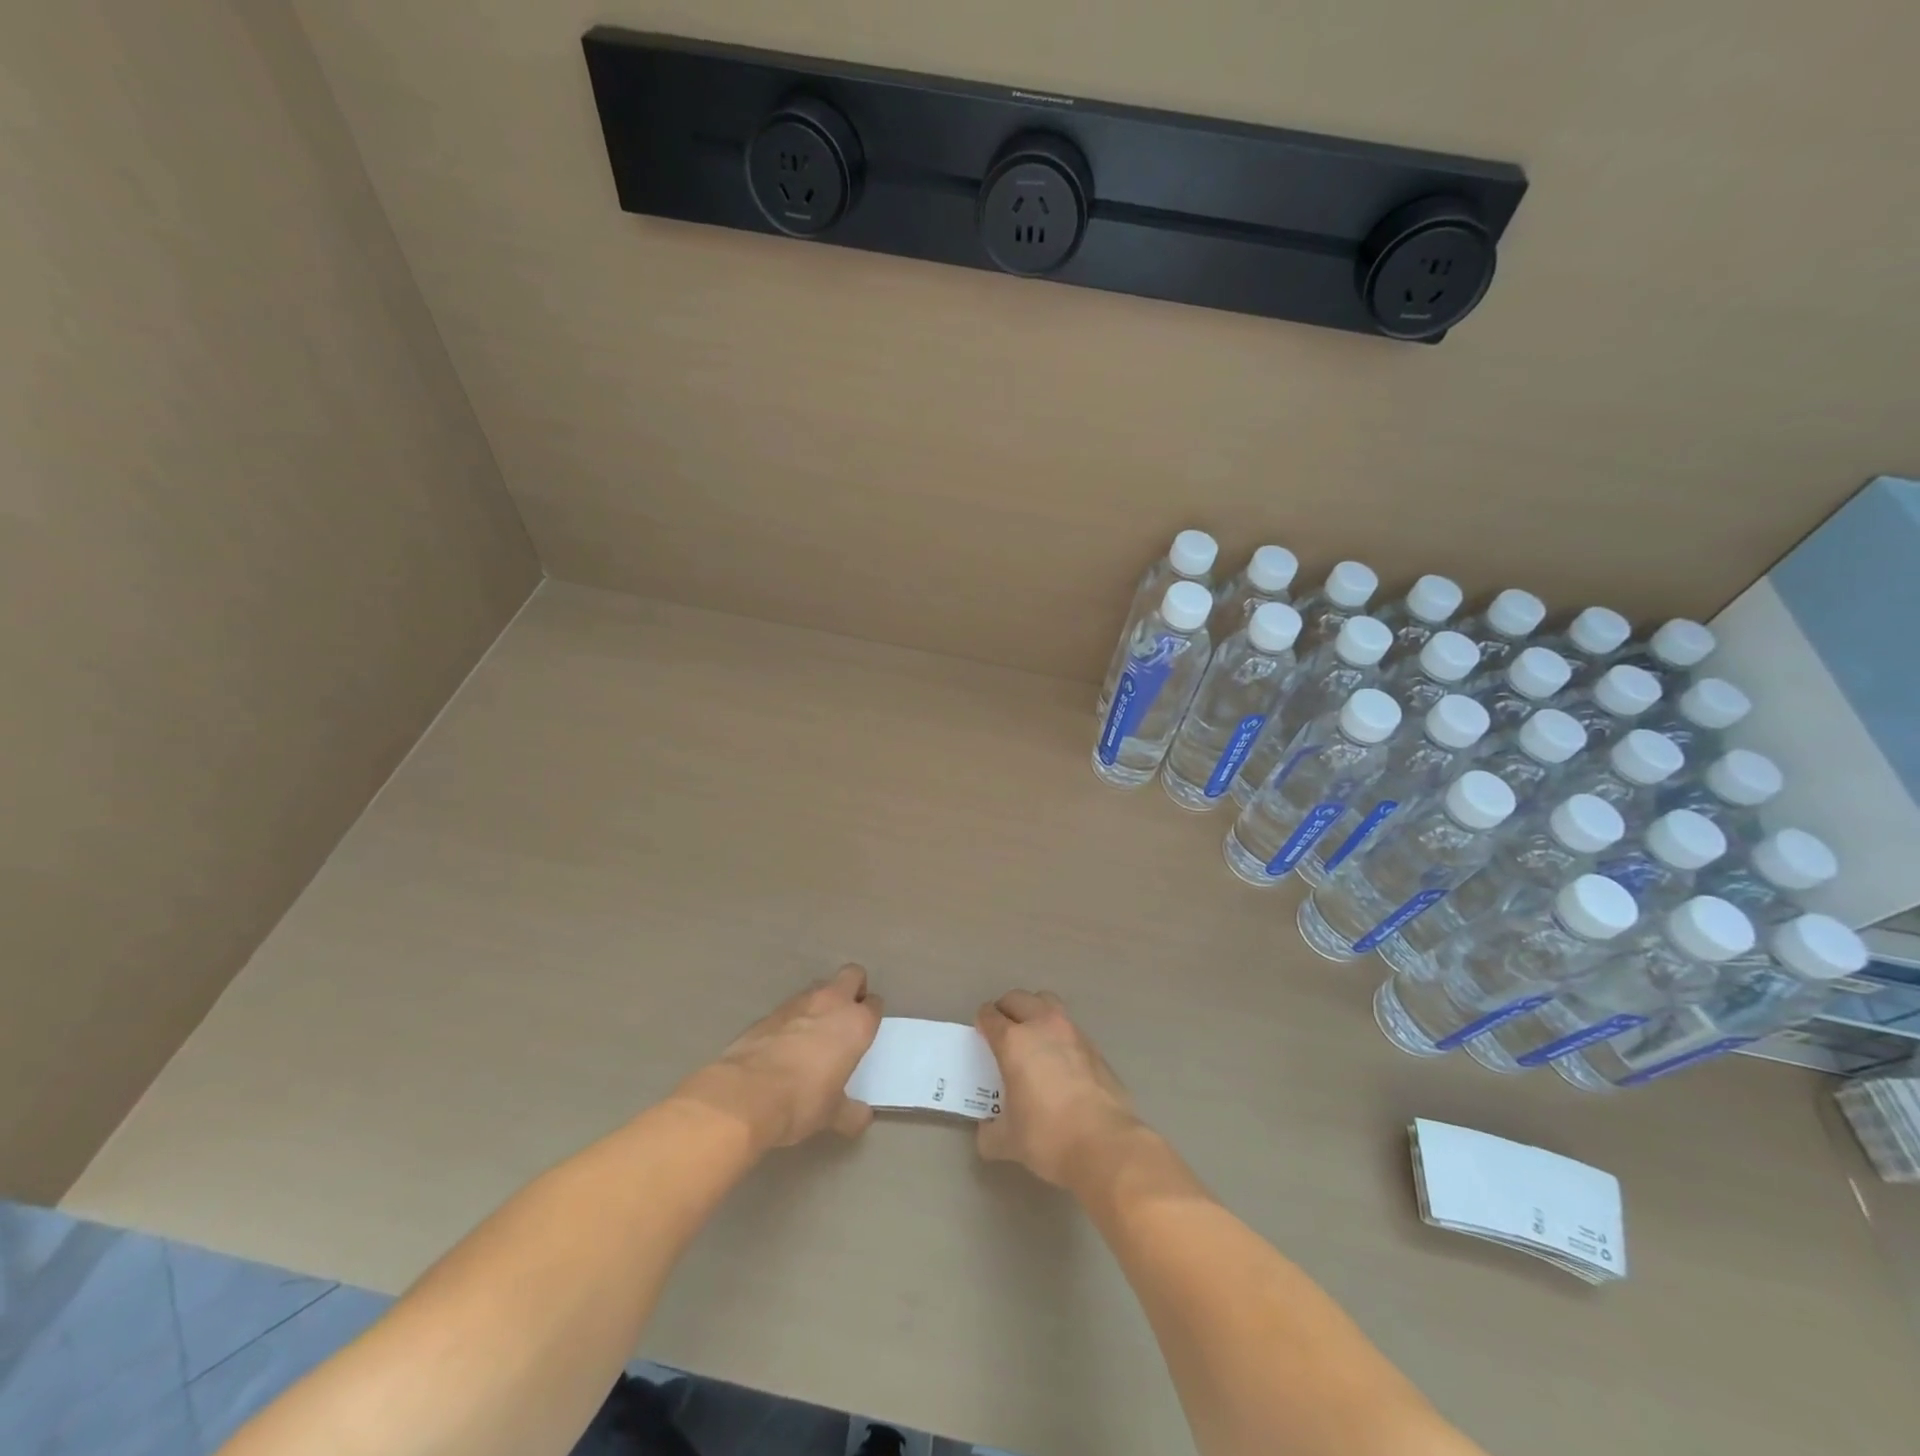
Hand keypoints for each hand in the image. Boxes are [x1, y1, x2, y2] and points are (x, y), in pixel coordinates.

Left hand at [674, 965, 883, 1152]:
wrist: (745, 1094)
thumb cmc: (802, 1101)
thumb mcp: (832, 1114)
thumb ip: (851, 1112)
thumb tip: (863, 1117)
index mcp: (855, 1024)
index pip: (874, 1004)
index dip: (871, 1015)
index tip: (865, 1031)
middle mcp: (831, 1003)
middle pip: (851, 975)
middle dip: (853, 988)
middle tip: (847, 1016)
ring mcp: (798, 1002)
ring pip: (819, 987)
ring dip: (822, 1002)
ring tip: (814, 1033)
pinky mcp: (769, 1011)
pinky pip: (791, 1007)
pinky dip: (793, 1019)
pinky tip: (785, 1044)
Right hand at [976, 990, 1143, 1187]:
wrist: (1105, 1144)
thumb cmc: (1048, 1137)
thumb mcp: (1007, 1141)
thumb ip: (989, 1131)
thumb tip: (987, 1131)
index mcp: (1014, 1042)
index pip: (990, 1016)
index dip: (982, 1022)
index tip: (981, 1034)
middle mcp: (1042, 1025)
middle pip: (1017, 998)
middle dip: (1005, 1009)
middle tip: (1002, 1030)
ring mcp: (1071, 1031)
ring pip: (1046, 1002)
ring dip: (1034, 1010)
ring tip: (1031, 1035)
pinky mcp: (1094, 1045)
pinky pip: (1068, 1025)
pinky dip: (1057, 1032)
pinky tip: (1058, 1059)